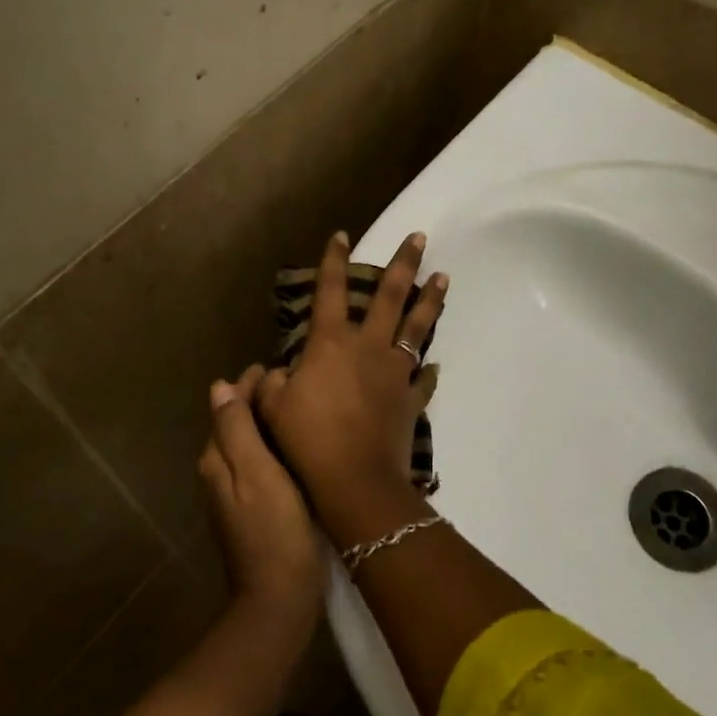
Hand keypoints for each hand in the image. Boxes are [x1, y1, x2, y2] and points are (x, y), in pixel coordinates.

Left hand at [199, 365, 323, 623]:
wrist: (279, 597)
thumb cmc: (274, 530)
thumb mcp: (255, 472)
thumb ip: (236, 429)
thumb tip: (219, 388)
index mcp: (217, 460)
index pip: (228, 407)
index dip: (249, 385)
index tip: (278, 369)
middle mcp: (219, 473)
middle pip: (235, 424)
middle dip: (257, 401)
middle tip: (294, 383)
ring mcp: (235, 494)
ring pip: (248, 443)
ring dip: (267, 422)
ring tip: (298, 406)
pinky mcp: (254, 510)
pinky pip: (260, 464)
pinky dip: (274, 447)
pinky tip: (297, 446)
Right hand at [256, 231, 446, 535]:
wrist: (354, 479)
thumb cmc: (306, 439)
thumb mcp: (272, 408)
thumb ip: (274, 383)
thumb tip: (281, 373)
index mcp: (331, 343)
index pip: (330, 290)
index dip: (334, 260)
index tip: (342, 235)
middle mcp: (368, 347)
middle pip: (390, 296)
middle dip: (404, 263)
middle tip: (421, 237)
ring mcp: (395, 371)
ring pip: (417, 327)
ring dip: (431, 301)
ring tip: (443, 277)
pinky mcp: (411, 399)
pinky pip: (423, 379)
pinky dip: (429, 371)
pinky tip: (434, 365)